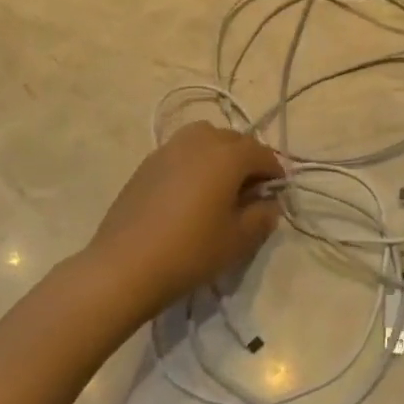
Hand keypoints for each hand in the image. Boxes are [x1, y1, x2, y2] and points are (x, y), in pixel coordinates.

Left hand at [82, 122, 283, 323]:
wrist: (124, 266)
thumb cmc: (190, 251)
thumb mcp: (238, 240)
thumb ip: (262, 217)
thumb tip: (270, 204)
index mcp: (228, 155)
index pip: (262, 153)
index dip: (275, 171)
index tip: (278, 192)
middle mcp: (200, 141)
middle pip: (234, 139)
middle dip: (248, 159)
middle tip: (251, 190)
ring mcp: (169, 149)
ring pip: (205, 138)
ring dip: (219, 153)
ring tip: (220, 184)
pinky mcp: (147, 163)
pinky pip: (181, 151)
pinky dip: (194, 161)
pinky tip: (190, 191)